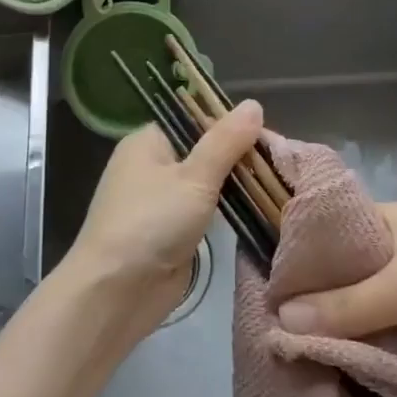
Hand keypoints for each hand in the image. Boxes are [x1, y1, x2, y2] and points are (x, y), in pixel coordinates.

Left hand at [62, 101, 263, 342]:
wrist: (115, 292)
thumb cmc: (151, 223)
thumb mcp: (194, 177)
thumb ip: (226, 142)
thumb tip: (254, 104)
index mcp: (147, 141)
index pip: (194, 119)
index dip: (230, 125)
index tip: (269, 137)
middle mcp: (150, 166)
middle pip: (202, 151)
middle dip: (238, 158)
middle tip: (280, 164)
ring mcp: (159, 201)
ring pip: (205, 183)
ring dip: (235, 186)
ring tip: (277, 184)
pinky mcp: (169, 232)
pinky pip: (203, 212)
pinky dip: (226, 211)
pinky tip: (257, 210)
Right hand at [273, 201, 396, 396]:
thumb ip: (344, 304)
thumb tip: (280, 319)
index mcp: (388, 224)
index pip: (326, 230)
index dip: (294, 253)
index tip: (260, 283)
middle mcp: (389, 259)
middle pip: (333, 281)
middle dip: (307, 308)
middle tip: (268, 333)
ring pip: (348, 320)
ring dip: (330, 343)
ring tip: (291, 366)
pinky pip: (370, 350)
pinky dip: (354, 366)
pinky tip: (328, 383)